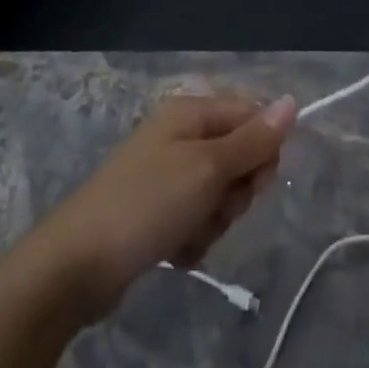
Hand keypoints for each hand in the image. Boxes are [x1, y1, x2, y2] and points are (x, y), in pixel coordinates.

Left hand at [27, 93, 296, 323]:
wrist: (76, 265)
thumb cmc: (147, 204)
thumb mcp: (207, 169)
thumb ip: (253, 140)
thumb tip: (292, 102)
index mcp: (191, 113)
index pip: (253, 117)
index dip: (263, 151)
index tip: (253, 183)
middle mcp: (180, 136)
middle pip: (239, 158)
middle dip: (236, 192)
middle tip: (215, 209)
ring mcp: (167, 174)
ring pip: (221, 194)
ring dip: (215, 220)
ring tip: (189, 234)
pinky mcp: (158, 210)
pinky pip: (198, 218)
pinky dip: (195, 237)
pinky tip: (176, 251)